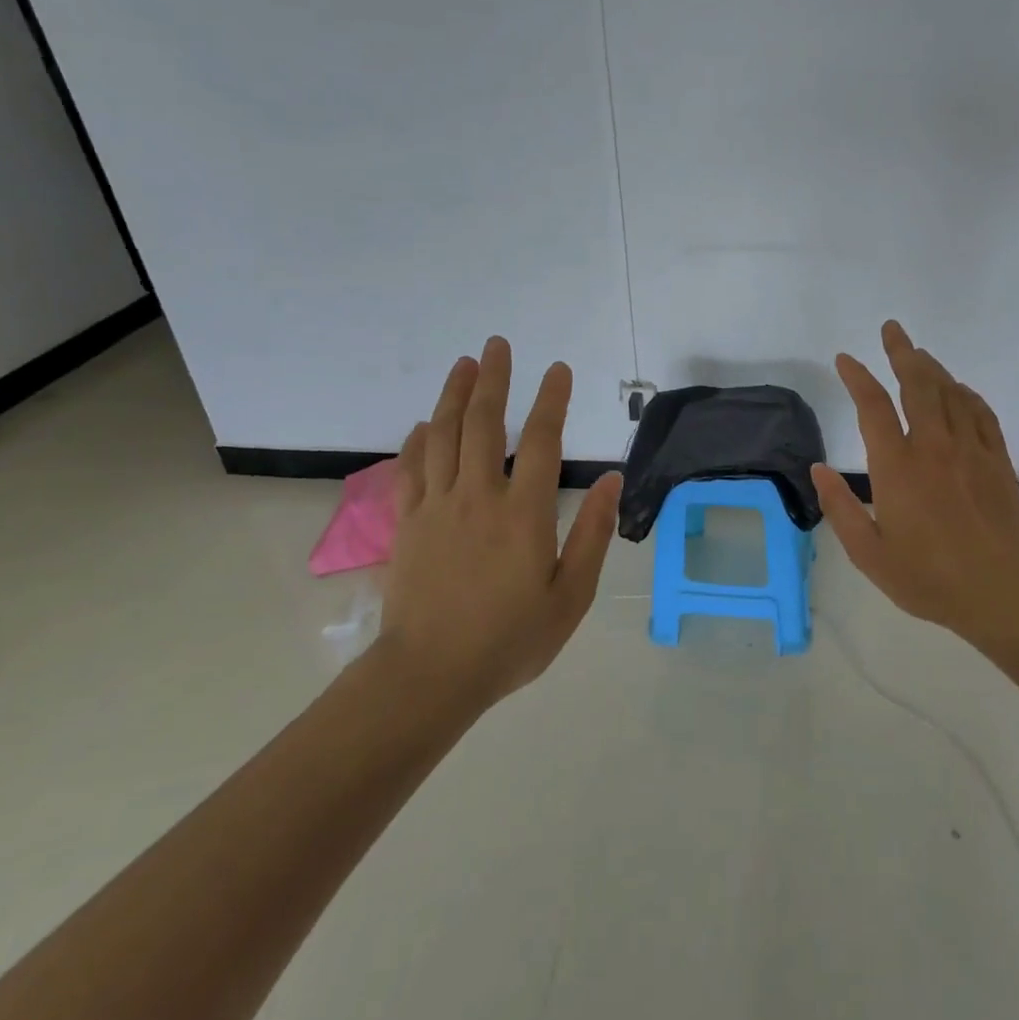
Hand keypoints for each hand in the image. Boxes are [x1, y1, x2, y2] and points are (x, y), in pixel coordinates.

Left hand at [381, 337, 620, 709]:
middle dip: (494, 380)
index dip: (550, 400)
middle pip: (483, 424)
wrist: (430, 675)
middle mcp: (478, 498)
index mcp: (523, 514)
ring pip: (443, 437)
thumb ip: (592, 534)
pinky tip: (424, 423)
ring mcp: (437, 508)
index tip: (557, 369)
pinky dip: (417, 440)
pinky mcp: (407, 524)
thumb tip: (611, 481)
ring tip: (465, 364)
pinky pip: (411, 470)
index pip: (540, 441)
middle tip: (498, 344)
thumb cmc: (510, 639)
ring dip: (454, 395)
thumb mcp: (570, 596)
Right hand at [810, 321, 1018, 642]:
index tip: (846, 359)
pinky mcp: (996, 458)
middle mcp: (933, 445)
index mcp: (897, 466)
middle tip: (892, 329)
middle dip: (901, 352)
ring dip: (931, 367)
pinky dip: (965, 393)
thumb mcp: (870, 554)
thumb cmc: (930, 578)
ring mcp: (969, 448)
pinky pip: (979, 411)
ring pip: (949, 391)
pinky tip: (958, 390)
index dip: (857, 377)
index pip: (872, 405)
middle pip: (917, 383)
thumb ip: (840, 509)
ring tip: (918, 353)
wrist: (1004, 592)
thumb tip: (819, 468)